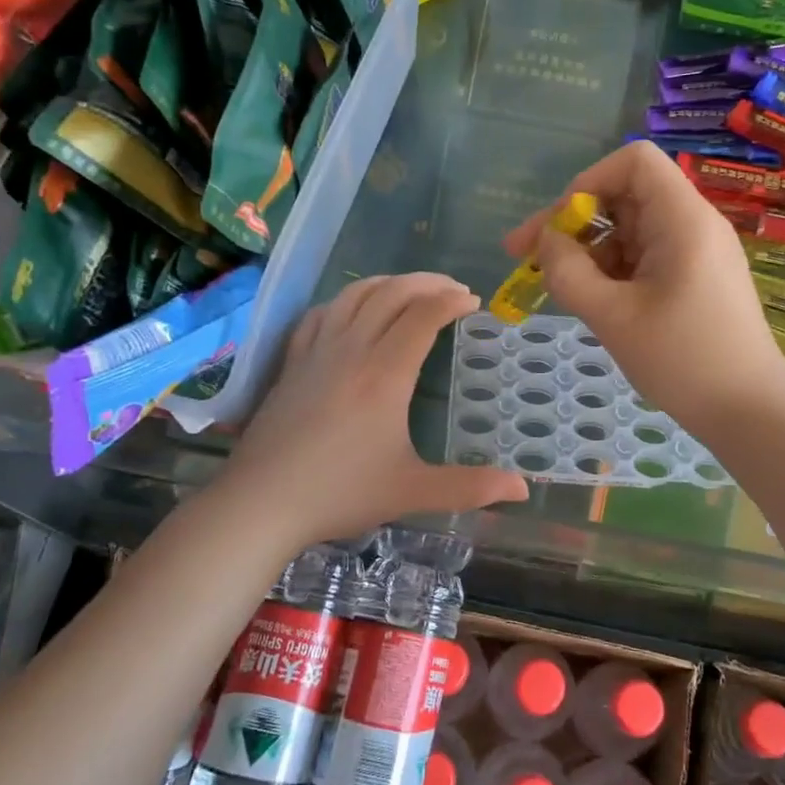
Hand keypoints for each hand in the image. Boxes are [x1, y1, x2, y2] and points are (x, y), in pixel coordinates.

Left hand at [223, 273, 527, 546]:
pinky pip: (322, 313)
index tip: (474, 302)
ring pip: (354, 295)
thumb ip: (469, 487)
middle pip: (392, 294)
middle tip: (453, 289)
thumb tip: (523, 489)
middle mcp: (352, 350)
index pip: (424, 316)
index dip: (452, 301)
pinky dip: (346, 300)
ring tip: (411, 288)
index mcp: (385, 374)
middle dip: (427, 282)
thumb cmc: (340, 494)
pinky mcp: (292, 362)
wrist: (261, 502)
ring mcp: (317, 351)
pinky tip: (353, 310)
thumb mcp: (411, 492)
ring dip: (388, 283)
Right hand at [502, 142, 784, 438]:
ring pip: (631, 229)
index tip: (560, 225)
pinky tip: (592, 300)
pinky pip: (645, 256)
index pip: (633, 161)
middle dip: (574, 221)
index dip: (588, 182)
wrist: (749, 413)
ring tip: (559, 288)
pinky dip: (613, 270)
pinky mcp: (696, 278)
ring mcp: (697, 252)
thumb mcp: (612, 316)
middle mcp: (693, 224)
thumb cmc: (682, 360)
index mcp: (682, 219)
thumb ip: (568, 271)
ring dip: (589, 251)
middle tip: (526, 256)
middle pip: (626, 195)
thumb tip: (546, 240)